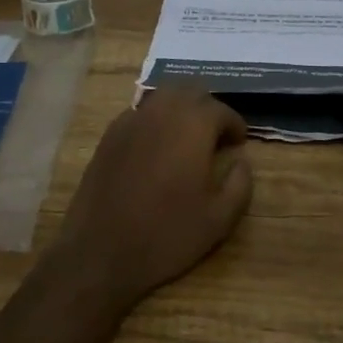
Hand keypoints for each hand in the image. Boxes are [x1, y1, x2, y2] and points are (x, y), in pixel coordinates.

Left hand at [50, 87, 253, 313]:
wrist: (101, 251)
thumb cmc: (166, 235)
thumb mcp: (219, 219)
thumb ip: (240, 183)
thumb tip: (241, 161)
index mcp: (193, 126)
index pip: (221, 109)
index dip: (234, 125)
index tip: (239, 143)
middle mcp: (161, 112)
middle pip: (191, 91)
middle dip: (208, 108)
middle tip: (216, 136)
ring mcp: (131, 120)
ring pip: (163, 96)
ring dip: (181, 108)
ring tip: (188, 137)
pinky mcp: (109, 135)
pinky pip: (139, 113)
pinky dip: (155, 120)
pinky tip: (157, 147)